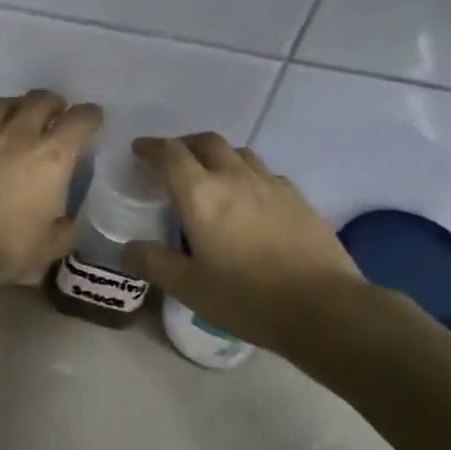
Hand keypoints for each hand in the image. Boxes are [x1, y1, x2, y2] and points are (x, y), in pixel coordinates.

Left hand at [0, 90, 103, 283]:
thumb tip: (66, 224)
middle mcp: (19, 135)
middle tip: (56, 115)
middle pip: (40, 99)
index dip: (90, 117)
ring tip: (20, 119)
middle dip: (54, 103)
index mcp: (52, 156)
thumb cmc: (4, 245)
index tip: (93, 120)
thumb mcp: (47, 249)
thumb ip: (63, 232)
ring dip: (18, 107)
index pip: (80, 120)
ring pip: (4, 104)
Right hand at [126, 133, 363, 354]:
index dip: (150, 147)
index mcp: (201, 195)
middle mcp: (235, 178)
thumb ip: (154, 263)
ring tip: (210, 176)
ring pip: (240, 153)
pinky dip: (247, 175)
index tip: (138, 150)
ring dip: (218, 155)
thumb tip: (127, 249)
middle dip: (184, 144)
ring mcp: (272, 185)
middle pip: (207, 142)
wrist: (323, 307)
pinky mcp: (298, 199)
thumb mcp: (188, 287)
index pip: (170, 154)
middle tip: (172, 160)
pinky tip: (250, 199)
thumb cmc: (246, 297)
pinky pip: (266, 173)